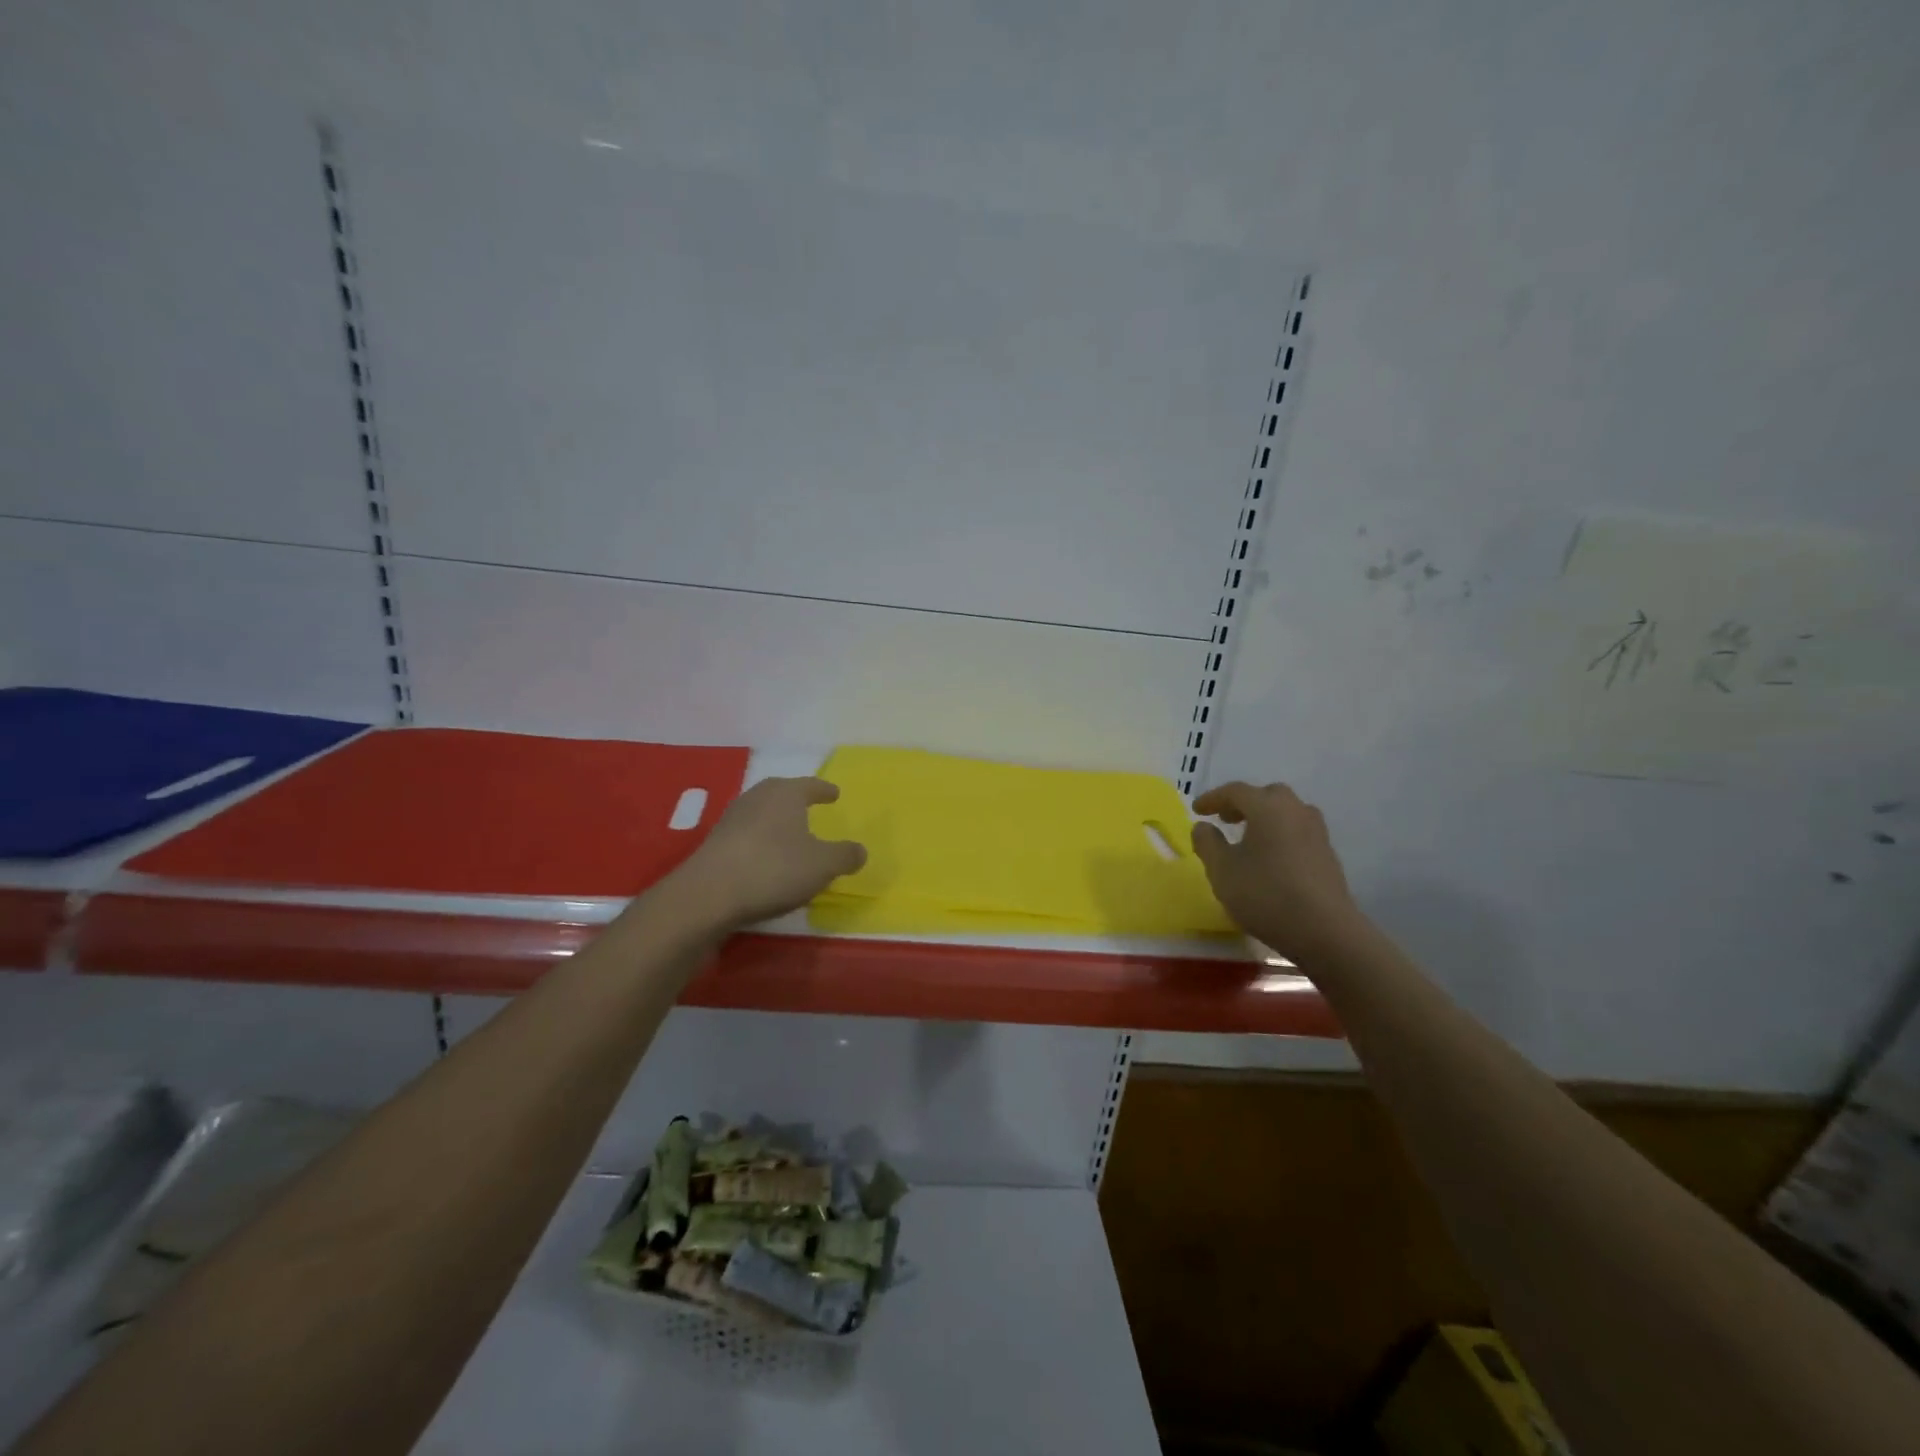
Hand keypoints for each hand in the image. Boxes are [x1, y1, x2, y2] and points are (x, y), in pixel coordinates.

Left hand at [671, 777, 866, 929]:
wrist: (709, 894)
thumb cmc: (774, 868)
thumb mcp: (823, 865)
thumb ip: (845, 856)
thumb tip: (860, 850)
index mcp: (786, 794)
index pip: (810, 785)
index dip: (824, 790)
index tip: (834, 793)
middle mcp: (757, 798)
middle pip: (781, 793)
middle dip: (796, 800)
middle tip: (810, 808)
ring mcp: (731, 819)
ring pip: (761, 813)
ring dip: (776, 822)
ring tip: (789, 835)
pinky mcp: (714, 843)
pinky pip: (746, 835)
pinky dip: (760, 841)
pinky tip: (765, 859)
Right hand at [1190, 781, 1361, 958]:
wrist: (1324, 931)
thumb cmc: (1265, 894)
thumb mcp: (1222, 870)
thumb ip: (1207, 843)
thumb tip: (1203, 826)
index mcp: (1267, 807)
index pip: (1236, 791)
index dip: (1213, 798)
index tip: (1197, 810)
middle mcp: (1295, 811)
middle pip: (1267, 795)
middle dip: (1243, 803)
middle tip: (1226, 819)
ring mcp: (1317, 832)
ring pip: (1287, 812)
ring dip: (1265, 817)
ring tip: (1248, 838)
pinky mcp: (1328, 854)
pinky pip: (1298, 831)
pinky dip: (1280, 834)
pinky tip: (1271, 857)